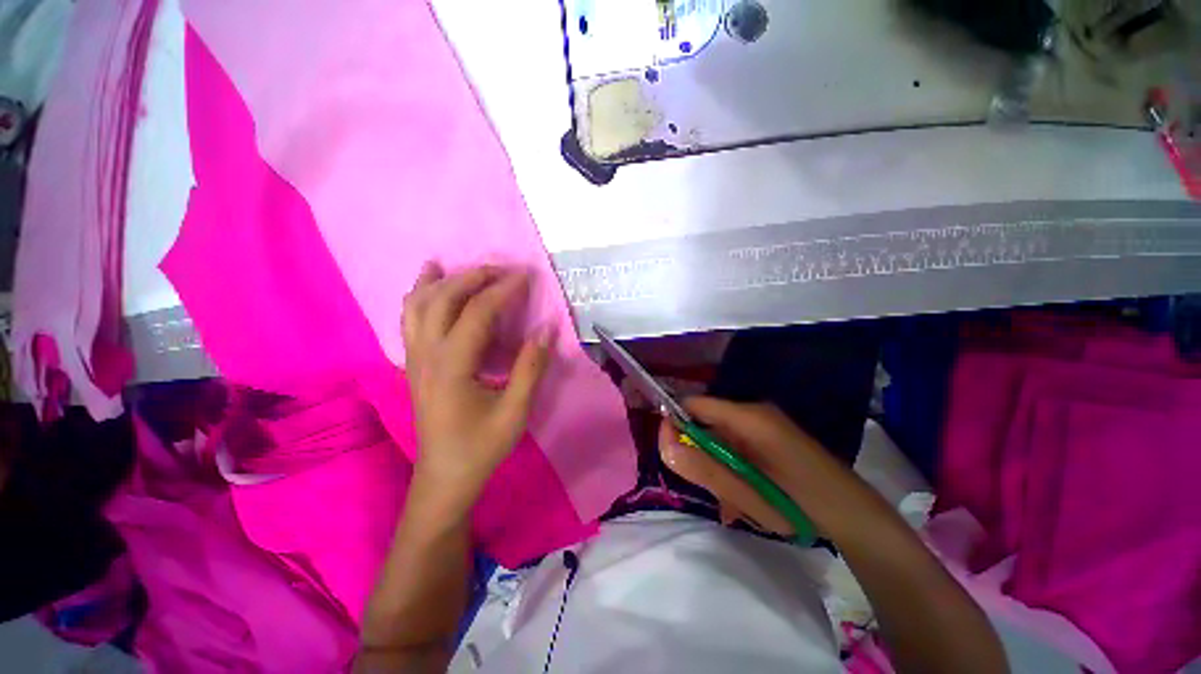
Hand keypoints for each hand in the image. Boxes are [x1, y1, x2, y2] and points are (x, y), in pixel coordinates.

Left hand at [402, 263, 552, 504]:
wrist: (444, 477)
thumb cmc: (481, 446)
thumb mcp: (515, 411)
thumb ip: (531, 367)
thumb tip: (547, 328)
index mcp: (452, 367)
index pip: (477, 313)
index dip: (503, 291)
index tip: (525, 276)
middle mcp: (426, 355)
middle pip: (442, 300)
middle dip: (472, 277)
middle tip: (501, 269)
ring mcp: (415, 359)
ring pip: (417, 306)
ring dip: (438, 281)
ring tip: (454, 265)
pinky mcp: (414, 365)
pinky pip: (410, 321)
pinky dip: (418, 297)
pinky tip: (428, 287)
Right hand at [658, 397, 837, 535]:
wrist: (856, 517)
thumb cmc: (799, 506)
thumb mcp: (747, 494)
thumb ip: (703, 468)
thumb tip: (664, 444)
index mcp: (748, 417)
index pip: (694, 403)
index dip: (675, 422)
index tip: (671, 452)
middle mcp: (755, 413)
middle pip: (707, 422)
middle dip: (700, 454)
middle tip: (712, 488)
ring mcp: (766, 424)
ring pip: (723, 438)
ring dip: (718, 466)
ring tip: (732, 502)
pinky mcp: (773, 437)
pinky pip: (739, 446)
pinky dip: (734, 467)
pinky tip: (745, 497)